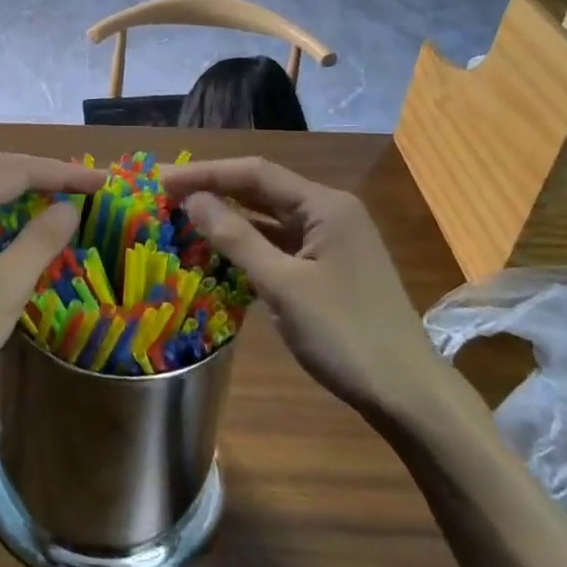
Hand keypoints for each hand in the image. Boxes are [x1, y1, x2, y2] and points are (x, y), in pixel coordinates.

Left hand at [0, 153, 104, 421]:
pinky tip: (7, 227)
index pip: (16, 170)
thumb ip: (40, 240)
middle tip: (81, 183)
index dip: (63, 172)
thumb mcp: (5, 289)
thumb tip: (69, 207)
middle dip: (39, 172)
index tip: (102, 180)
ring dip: (14, 188)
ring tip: (52, 196)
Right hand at [162, 158, 442, 414]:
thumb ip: (236, 238)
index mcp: (325, 206)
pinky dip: (248, 244)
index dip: (204, 172)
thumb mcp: (283, 285)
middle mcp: (330, 213)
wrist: (407, 393)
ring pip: (270, 218)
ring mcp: (331, 242)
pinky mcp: (328, 268)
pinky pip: (280, 244)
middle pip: (262, 190)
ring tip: (182, 217)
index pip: (254, 173)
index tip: (160, 178)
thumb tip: (192, 199)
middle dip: (213, 190)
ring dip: (228, 217)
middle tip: (163, 195)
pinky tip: (218, 251)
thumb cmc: (345, 335)